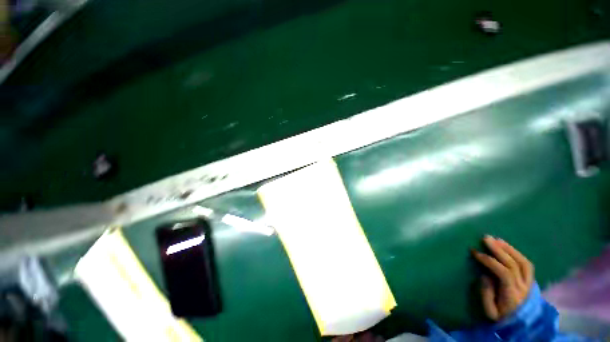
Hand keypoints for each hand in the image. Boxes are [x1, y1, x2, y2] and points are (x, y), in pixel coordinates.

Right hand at [471, 236, 534, 320]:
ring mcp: (529, 284)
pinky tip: (507, 247)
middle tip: (485, 238)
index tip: (475, 253)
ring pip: (522, 263)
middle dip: (499, 250)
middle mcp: (523, 288)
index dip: (490, 261)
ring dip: (509, 249)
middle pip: (513, 265)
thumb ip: (486, 295)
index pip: (504, 273)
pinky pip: (527, 265)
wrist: (520, 326)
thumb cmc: (501, 318)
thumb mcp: (490, 312)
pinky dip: (517, 253)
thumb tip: (484, 275)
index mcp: (512, 295)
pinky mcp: (530, 281)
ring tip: (496, 239)